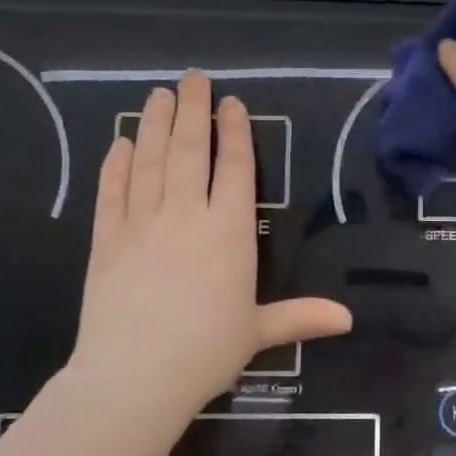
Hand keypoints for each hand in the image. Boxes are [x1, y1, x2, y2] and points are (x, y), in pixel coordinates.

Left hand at [70, 73, 352, 423]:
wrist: (135, 376)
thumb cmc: (206, 352)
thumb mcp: (258, 331)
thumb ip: (301, 316)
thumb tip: (350, 318)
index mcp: (229, 231)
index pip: (235, 167)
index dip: (234, 131)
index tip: (230, 104)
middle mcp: (186, 215)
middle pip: (190, 150)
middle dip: (192, 110)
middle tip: (192, 78)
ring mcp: (141, 223)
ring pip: (149, 160)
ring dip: (154, 123)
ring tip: (158, 95)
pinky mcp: (106, 239)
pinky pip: (112, 191)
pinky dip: (116, 164)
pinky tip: (120, 142)